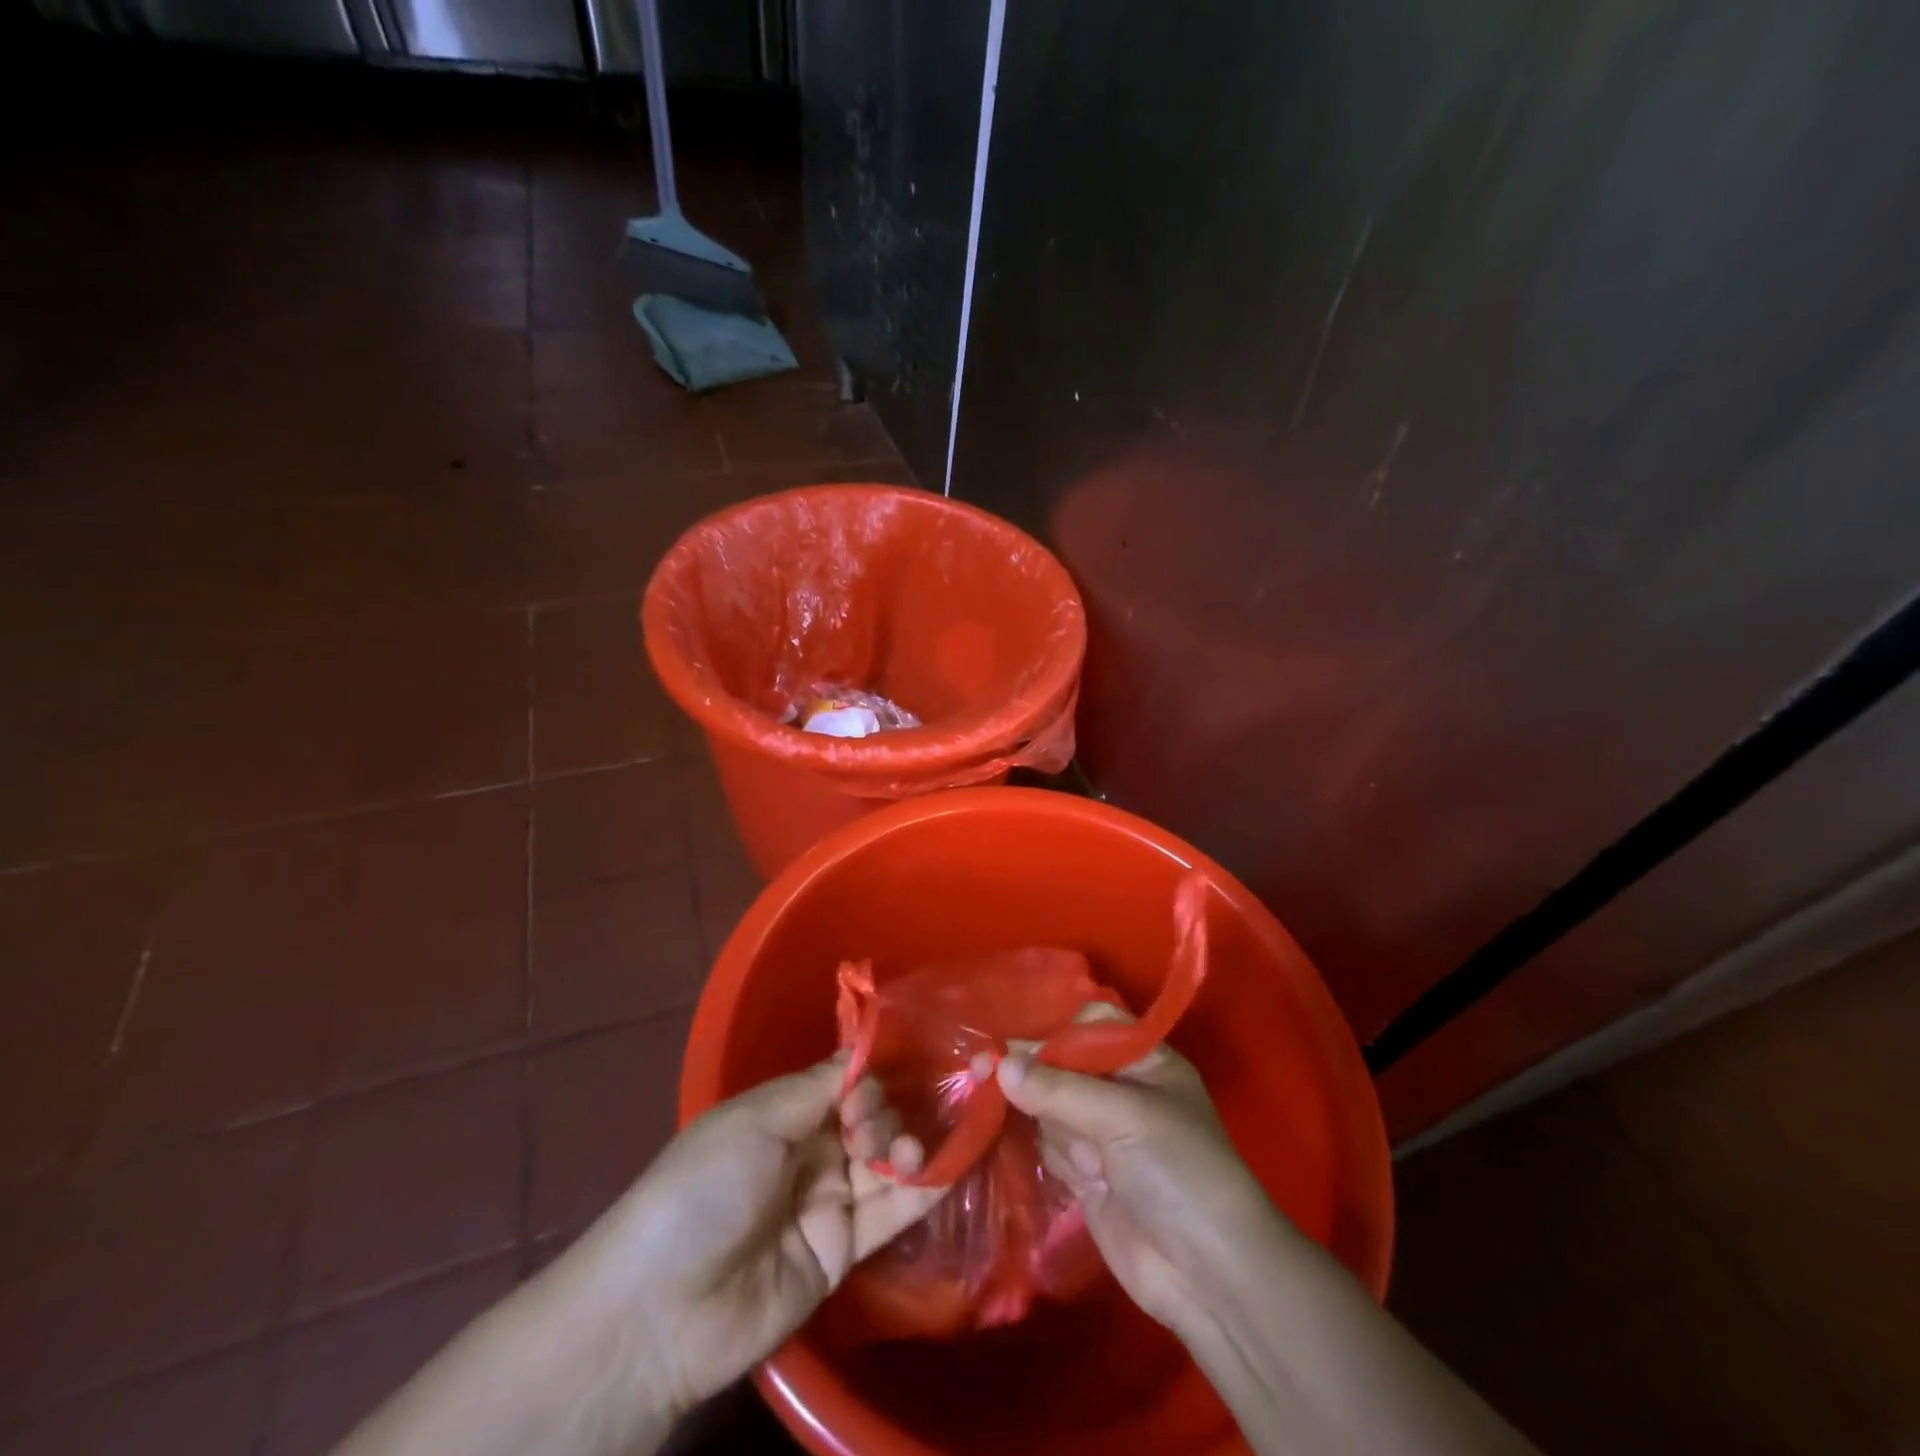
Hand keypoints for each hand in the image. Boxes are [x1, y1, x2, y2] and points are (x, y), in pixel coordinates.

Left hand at [540, 1055, 944, 1421]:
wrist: (664, 1308)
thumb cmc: (705, 1188)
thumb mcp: (755, 1120)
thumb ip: (818, 1087)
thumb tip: (862, 1051)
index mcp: (781, 1114)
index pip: (841, 1082)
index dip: (868, 1074)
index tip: (891, 1070)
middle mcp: (809, 1152)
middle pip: (868, 1118)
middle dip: (884, 1112)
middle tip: (871, 1131)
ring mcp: (827, 1203)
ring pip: (885, 1162)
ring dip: (907, 1146)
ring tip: (909, 1152)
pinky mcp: (843, 1252)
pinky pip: (890, 1214)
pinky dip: (924, 1189)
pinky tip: (952, 1163)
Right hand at [996, 1006, 1296, 1337]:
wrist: (1209, 1275)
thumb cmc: (1179, 1171)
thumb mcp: (1124, 1117)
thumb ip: (1059, 1090)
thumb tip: (999, 1066)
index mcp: (1145, 1062)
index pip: (1092, 1025)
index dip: (1055, 1030)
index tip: (1014, 1042)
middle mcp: (1122, 1091)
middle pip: (1062, 1065)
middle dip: (1032, 1072)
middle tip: (981, 1069)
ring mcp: (1104, 1134)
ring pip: (1049, 1105)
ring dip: (1044, 1120)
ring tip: (1071, 1155)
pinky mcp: (1087, 1174)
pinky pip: (1050, 1145)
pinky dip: (1044, 1150)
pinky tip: (1054, 1165)